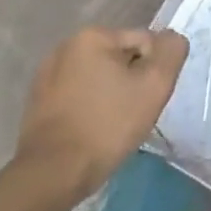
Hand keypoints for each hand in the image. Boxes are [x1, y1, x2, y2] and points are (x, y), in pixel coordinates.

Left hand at [16, 27, 188, 197]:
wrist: (53, 174)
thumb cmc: (107, 125)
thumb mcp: (155, 84)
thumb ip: (172, 51)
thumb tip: (171, 39)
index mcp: (92, 36)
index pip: (145, 43)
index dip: (154, 71)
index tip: (147, 99)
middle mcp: (65, 47)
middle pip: (122, 58)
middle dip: (132, 81)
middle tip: (133, 113)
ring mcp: (47, 75)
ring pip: (101, 78)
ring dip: (112, 95)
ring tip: (113, 124)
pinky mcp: (38, 102)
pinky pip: (80, 95)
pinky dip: (91, 107)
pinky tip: (92, 130)